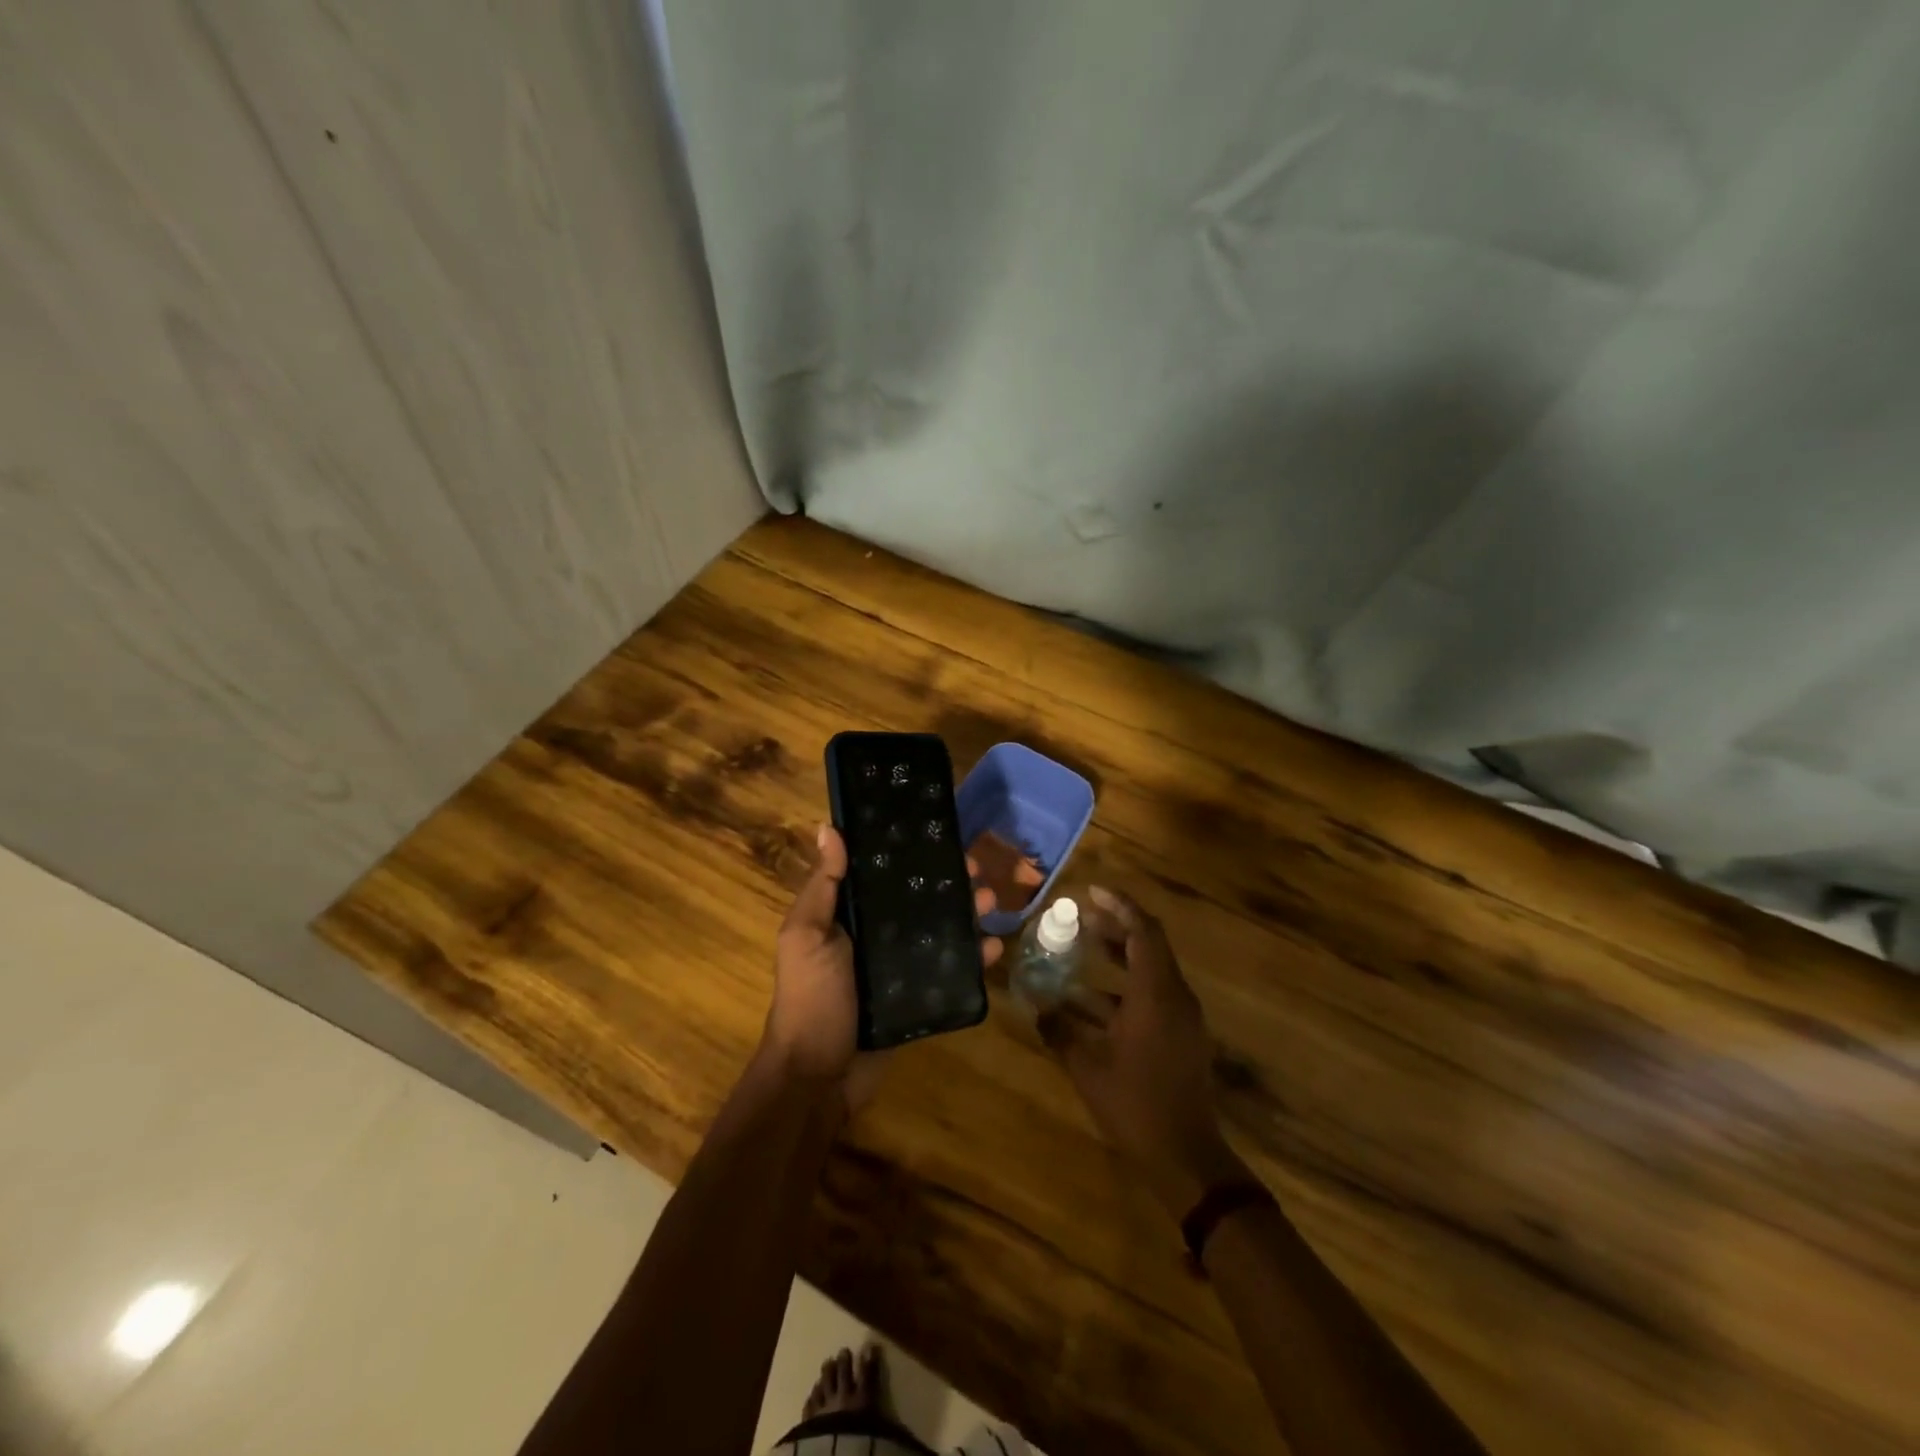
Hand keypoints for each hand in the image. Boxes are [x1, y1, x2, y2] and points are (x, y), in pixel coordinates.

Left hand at [760, 824, 1004, 1115]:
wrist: (818, 1077)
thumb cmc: (811, 998)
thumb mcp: (806, 935)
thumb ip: (822, 886)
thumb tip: (829, 828)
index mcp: (849, 915)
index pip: (884, 874)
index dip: (911, 854)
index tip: (940, 836)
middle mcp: (876, 935)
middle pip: (918, 899)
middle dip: (948, 881)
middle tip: (976, 870)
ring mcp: (900, 967)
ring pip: (940, 929)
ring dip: (967, 913)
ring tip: (991, 901)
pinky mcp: (919, 996)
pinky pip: (950, 970)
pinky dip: (974, 957)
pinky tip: (995, 946)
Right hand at [1040, 886, 1249, 1213]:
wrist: (1186, 1156)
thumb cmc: (1136, 1104)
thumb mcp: (1088, 1066)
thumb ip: (1060, 1031)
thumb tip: (1036, 1008)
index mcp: (1157, 993)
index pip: (1143, 930)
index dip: (1119, 906)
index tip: (1090, 892)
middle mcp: (1174, 996)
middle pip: (1148, 945)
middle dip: (1115, 926)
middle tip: (1080, 916)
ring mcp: (1180, 1017)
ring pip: (1149, 970)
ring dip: (1116, 957)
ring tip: (1080, 948)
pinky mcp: (1179, 1036)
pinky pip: (1150, 996)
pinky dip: (1121, 988)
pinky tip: (1087, 1001)